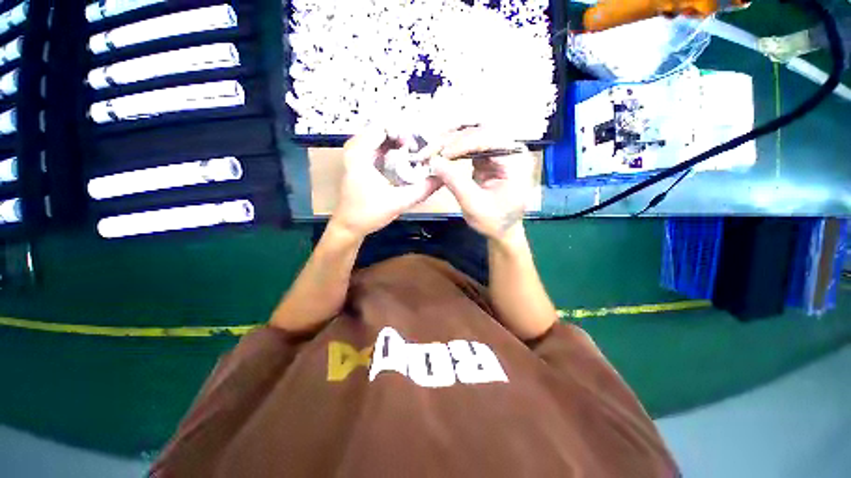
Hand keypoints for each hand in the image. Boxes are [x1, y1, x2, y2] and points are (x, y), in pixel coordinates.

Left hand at [331, 128, 441, 237]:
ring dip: (401, 146)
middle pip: (385, 131)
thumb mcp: (398, 202)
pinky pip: (381, 149)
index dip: (405, 133)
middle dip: (405, 139)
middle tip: (422, 152)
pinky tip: (407, 162)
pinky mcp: (361, 163)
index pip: (385, 126)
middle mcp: (356, 148)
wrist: (349, 227)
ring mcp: (358, 155)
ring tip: (417, 156)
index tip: (419, 147)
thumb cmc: (368, 214)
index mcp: (360, 152)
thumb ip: (422, 190)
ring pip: (384, 140)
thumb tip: (442, 178)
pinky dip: (395, 152)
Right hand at [426, 127, 534, 241]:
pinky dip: (452, 149)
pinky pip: (468, 146)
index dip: (463, 143)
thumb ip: (455, 182)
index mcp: (515, 160)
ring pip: (471, 135)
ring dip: (449, 142)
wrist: (502, 229)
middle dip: (452, 140)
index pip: (488, 139)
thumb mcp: (474, 205)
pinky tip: (439, 154)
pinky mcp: (487, 157)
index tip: (441, 154)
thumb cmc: (494, 221)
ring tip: (430, 151)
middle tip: (430, 150)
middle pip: (479, 131)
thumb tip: (434, 162)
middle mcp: (509, 150)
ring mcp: (498, 151)